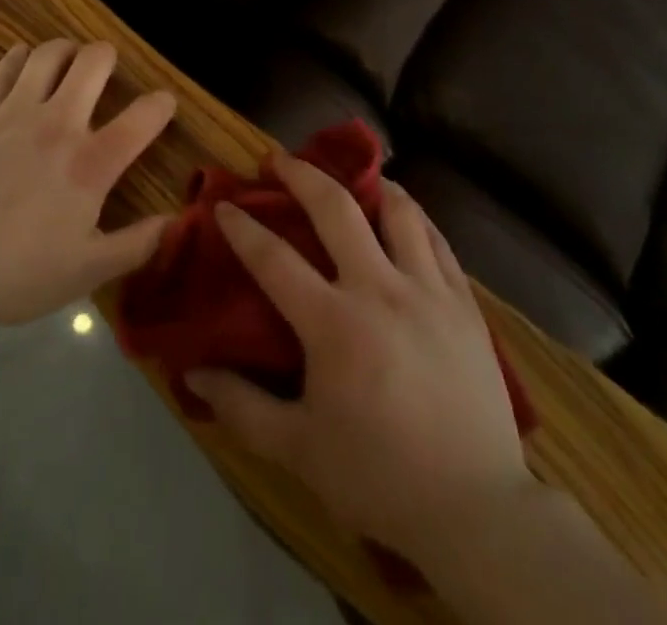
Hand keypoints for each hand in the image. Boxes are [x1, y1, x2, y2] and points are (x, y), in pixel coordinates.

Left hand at [0, 40, 174, 328]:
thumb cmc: (12, 274)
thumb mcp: (83, 274)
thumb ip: (134, 246)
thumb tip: (173, 222)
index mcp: (91, 164)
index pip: (143, 118)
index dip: (161, 104)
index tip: (164, 103)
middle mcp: (59, 124)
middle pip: (94, 62)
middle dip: (108, 57)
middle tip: (107, 70)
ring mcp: (15, 112)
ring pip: (50, 54)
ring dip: (67, 50)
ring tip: (69, 61)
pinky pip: (6, 68)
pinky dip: (20, 57)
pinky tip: (24, 61)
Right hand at [186, 154, 533, 567]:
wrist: (475, 508)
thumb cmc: (379, 477)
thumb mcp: (299, 451)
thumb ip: (241, 407)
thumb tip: (191, 372)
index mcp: (334, 324)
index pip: (274, 259)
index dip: (243, 228)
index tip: (223, 206)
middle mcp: (380, 289)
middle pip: (336, 209)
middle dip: (301, 174)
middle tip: (279, 159)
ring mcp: (428, 289)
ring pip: (397, 210)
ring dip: (368, 185)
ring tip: (352, 176)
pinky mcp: (464, 300)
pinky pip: (436, 239)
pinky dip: (414, 217)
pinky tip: (403, 215)